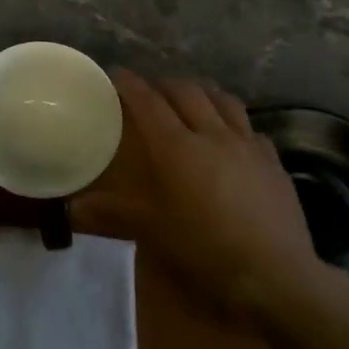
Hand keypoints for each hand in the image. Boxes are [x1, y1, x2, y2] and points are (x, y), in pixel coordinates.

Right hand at [72, 71, 334, 324]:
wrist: (275, 274)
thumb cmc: (205, 250)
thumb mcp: (153, 233)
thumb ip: (113, 214)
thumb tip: (73, 209)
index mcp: (177, 148)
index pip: (149, 103)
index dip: (131, 85)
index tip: (117, 73)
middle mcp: (213, 135)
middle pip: (187, 92)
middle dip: (165, 84)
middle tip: (150, 90)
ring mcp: (248, 145)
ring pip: (224, 100)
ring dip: (202, 92)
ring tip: (192, 98)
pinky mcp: (273, 162)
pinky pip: (250, 128)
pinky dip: (233, 121)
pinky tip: (232, 136)